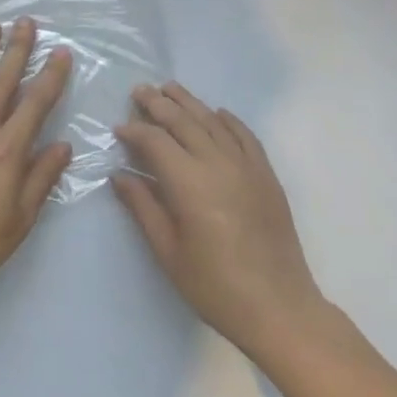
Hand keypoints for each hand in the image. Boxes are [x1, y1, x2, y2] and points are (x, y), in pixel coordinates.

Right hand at [114, 84, 327, 355]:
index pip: (156, 142)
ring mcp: (247, 167)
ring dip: (191, 103)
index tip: (118, 127)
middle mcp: (219, 164)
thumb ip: (143, 207)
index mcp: (190, 183)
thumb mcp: (168, 251)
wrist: (278, 307)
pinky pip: (246, 137)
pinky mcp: (266, 176)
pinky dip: (229, 120)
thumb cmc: (214, 286)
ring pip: (214, 123)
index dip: (135, 131)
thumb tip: (120, 176)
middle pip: (184, 122)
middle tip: (140, 90)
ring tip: (171, 89)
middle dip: (159, 104)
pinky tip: (217, 113)